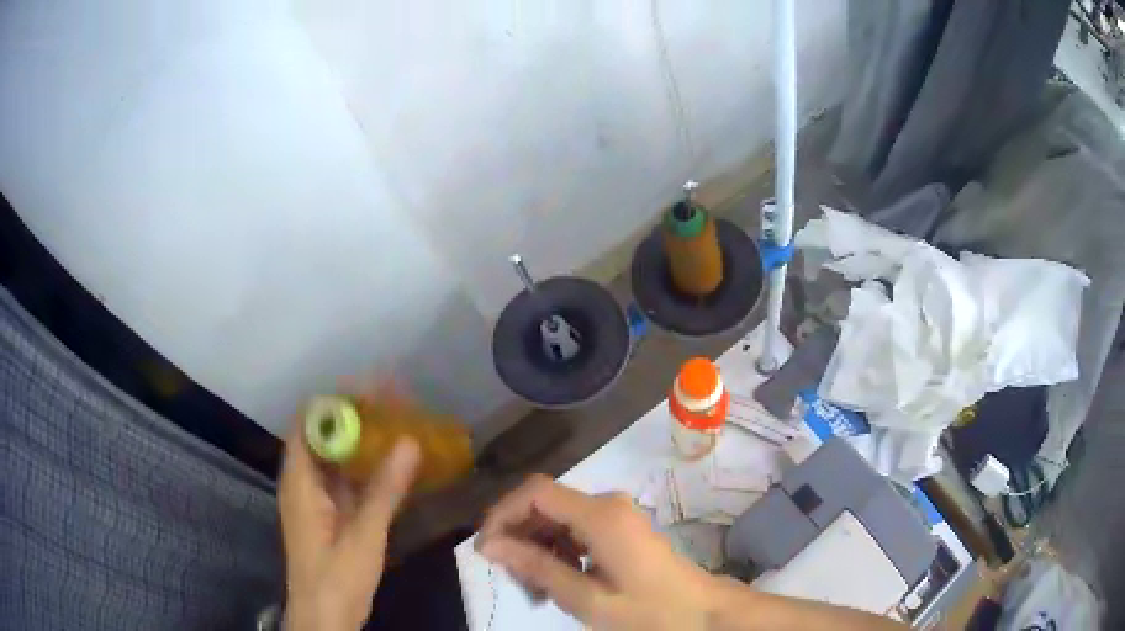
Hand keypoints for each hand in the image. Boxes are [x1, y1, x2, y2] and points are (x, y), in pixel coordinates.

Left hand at [279, 418, 419, 630]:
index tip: (371, 391)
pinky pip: (343, 482)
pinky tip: (391, 467)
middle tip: (393, 405)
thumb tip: (409, 442)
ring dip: (361, 443)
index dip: (335, 403)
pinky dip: (364, 470)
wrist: (324, 617)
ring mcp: (315, 501)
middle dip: (354, 419)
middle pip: (322, 438)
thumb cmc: (337, 577)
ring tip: (396, 427)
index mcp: (300, 482)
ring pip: (334, 460)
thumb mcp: (364, 535)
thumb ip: (385, 490)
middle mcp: (302, 484)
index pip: (307, 423)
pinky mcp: (327, 516)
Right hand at [476, 475, 724, 629]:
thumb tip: (490, 545)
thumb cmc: (648, 611)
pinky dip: (557, 549)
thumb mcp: (587, 598)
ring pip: (556, 517)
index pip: (535, 491)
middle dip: (518, 535)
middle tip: (512, 577)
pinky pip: (574, 527)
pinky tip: (557, 578)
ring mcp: (615, 513)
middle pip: (544, 503)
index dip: (502, 513)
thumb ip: (538, 568)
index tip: (486, 549)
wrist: (700, 612)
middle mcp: (606, 503)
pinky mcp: (618, 525)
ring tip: (534, 586)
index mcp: (601, 515)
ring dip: (536, 546)